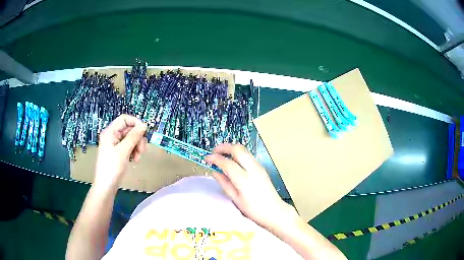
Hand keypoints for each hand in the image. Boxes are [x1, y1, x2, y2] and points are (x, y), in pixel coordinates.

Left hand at [94, 114, 146, 188]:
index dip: (135, 123)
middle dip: (137, 138)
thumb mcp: (123, 151)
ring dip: (137, 146)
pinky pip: (129, 146)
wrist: (106, 186)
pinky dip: (134, 151)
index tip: (144, 132)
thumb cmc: (112, 167)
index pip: (125, 119)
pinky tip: (134, 160)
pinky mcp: (118, 152)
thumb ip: (133, 137)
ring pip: (131, 138)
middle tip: (141, 151)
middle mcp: (112, 135)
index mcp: (110, 132)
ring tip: (137, 158)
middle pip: (129, 129)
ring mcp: (115, 144)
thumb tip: (144, 125)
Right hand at [206, 143, 294, 227]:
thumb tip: (214, 171)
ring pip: (244, 150)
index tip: (206, 158)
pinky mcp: (262, 168)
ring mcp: (259, 167)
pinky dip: (238, 154)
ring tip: (221, 155)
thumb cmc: (253, 209)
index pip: (227, 163)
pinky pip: (248, 155)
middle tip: (214, 152)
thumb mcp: (235, 199)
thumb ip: (224, 183)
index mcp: (244, 179)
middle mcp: (253, 169)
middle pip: (238, 149)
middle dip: (224, 147)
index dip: (215, 158)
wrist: (274, 211)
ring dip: (231, 149)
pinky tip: (233, 161)